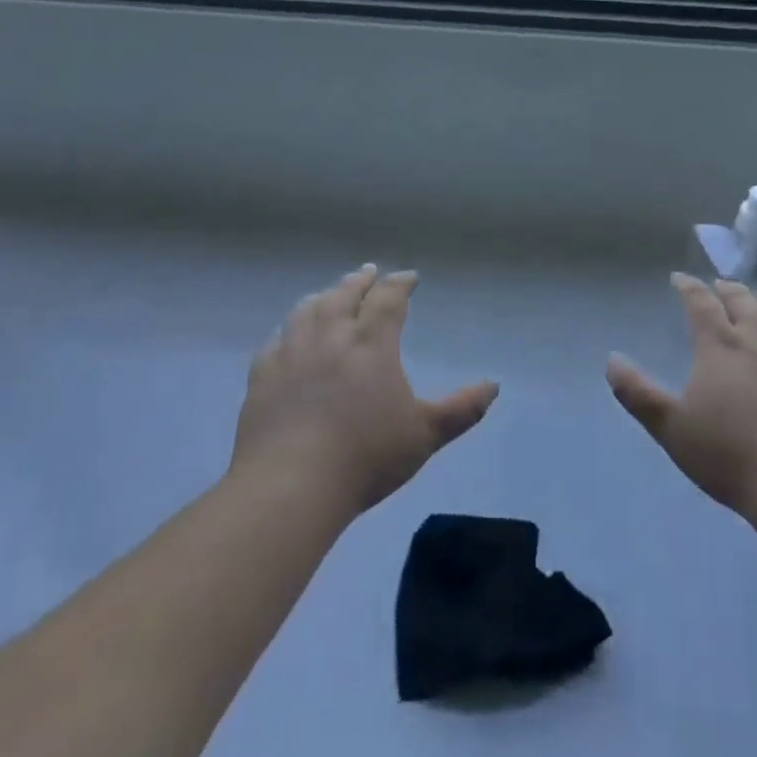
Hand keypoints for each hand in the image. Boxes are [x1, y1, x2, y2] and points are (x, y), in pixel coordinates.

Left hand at [231, 265, 498, 516]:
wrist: (290, 485)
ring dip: (323, 296)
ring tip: (330, 293)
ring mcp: (292, 354)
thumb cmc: (365, 457)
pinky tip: (287, 334)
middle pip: (345, 295)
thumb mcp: (424, 435)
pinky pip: (274, 341)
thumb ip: (461, 409)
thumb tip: (494, 385)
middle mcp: (331, 336)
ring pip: (307, 310)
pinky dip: (286, 329)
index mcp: (371, 344)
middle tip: (369, 272)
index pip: (388, 300)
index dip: (400, 284)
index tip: (409, 277)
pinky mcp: (262, 377)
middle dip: (361, 281)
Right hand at [607, 273, 756, 519]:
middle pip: (743, 305)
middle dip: (728, 290)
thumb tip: (612, 360)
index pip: (701, 306)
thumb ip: (638, 394)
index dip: (689, 288)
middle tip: (719, 284)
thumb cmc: (728, 455)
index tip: (680, 278)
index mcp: (719, 350)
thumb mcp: (670, 428)